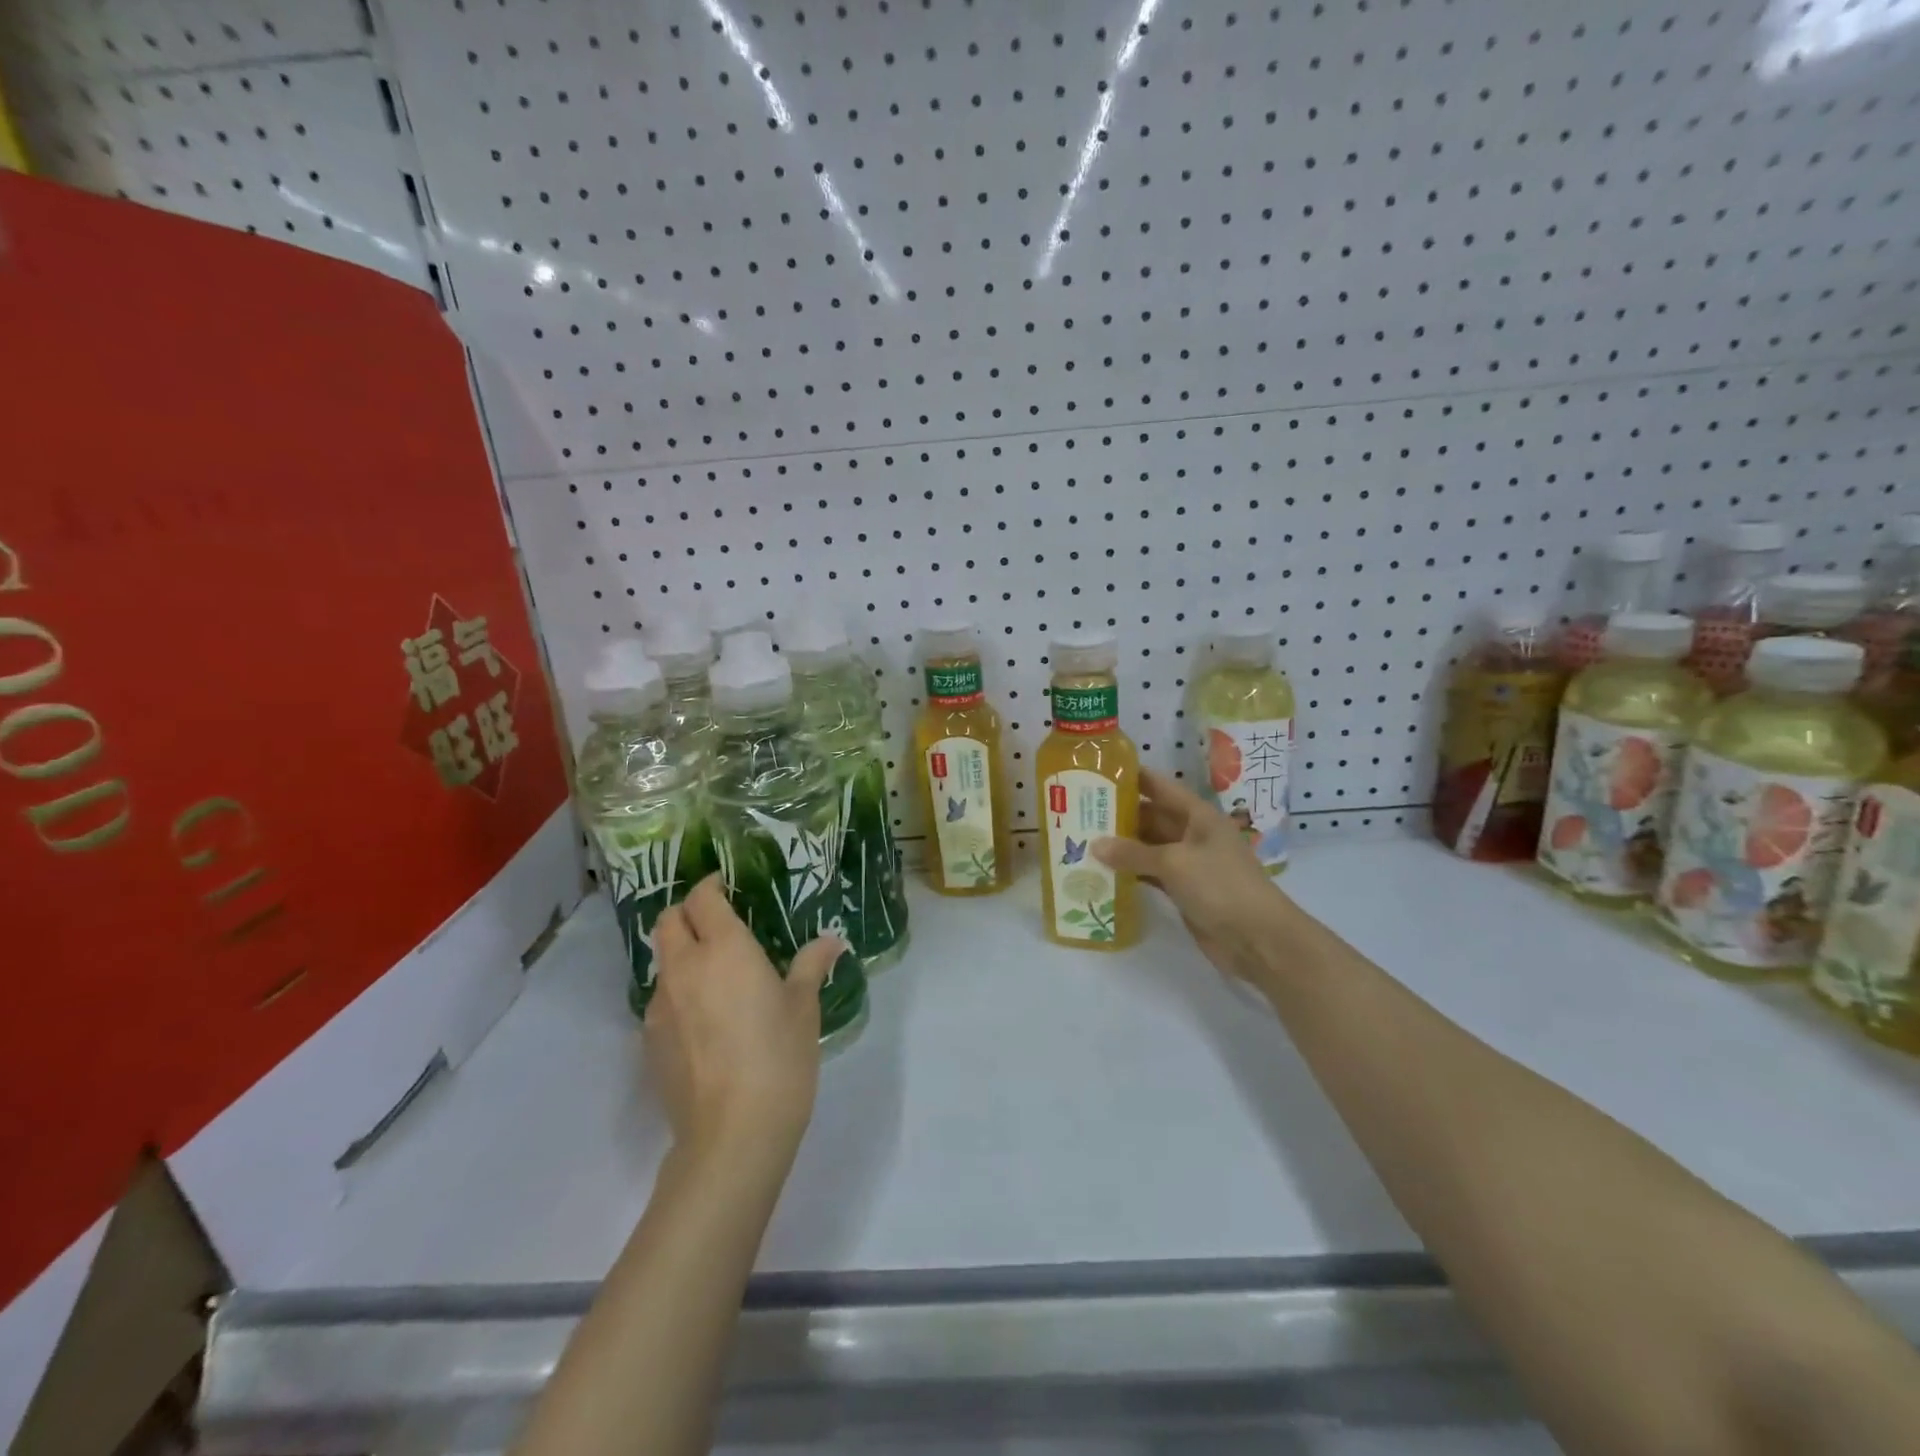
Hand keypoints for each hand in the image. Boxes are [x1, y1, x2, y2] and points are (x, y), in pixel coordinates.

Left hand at [646, 876, 843, 1169]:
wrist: (732, 1134)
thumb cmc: (778, 1057)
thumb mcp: (804, 1007)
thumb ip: (812, 966)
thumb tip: (831, 941)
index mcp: (725, 949)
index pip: (702, 898)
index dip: (711, 886)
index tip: (729, 888)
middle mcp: (685, 968)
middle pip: (668, 921)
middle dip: (687, 913)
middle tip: (718, 923)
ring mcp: (661, 1006)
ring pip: (661, 961)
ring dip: (681, 955)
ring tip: (714, 975)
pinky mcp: (650, 1041)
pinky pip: (661, 1000)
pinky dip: (678, 993)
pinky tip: (704, 1020)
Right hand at [1093, 768, 1304, 991]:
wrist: (1258, 939)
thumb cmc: (1221, 887)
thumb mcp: (1174, 863)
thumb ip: (1133, 853)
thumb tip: (1095, 845)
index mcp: (1198, 816)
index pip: (1160, 787)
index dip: (1132, 777)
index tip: (1098, 771)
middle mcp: (1193, 834)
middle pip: (1151, 817)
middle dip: (1119, 814)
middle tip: (1079, 811)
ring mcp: (1189, 863)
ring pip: (1148, 847)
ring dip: (1121, 846)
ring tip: (1082, 839)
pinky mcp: (1184, 890)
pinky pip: (1151, 873)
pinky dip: (1130, 872)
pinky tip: (1102, 872)